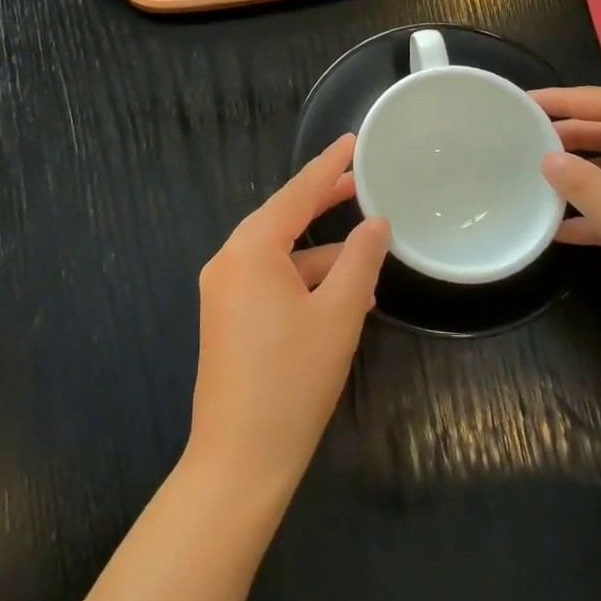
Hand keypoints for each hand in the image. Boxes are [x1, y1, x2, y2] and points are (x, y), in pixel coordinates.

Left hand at [186, 134, 389, 503]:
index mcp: (250, 249)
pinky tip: (343, 296)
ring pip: (280, 255)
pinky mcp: (228, 317)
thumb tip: (376, 224)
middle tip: (362, 182)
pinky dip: (304, 281)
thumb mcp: (338, 315)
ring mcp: (224, 290)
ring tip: (368, 253)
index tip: (351, 140)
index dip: (327, 167)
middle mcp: (229, 261)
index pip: (295, 194)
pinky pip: (270, 282)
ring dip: (321, 254)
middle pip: (283, 219)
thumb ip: (359, 261)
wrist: (239, 460)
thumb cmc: (292, 380)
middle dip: (323, 203)